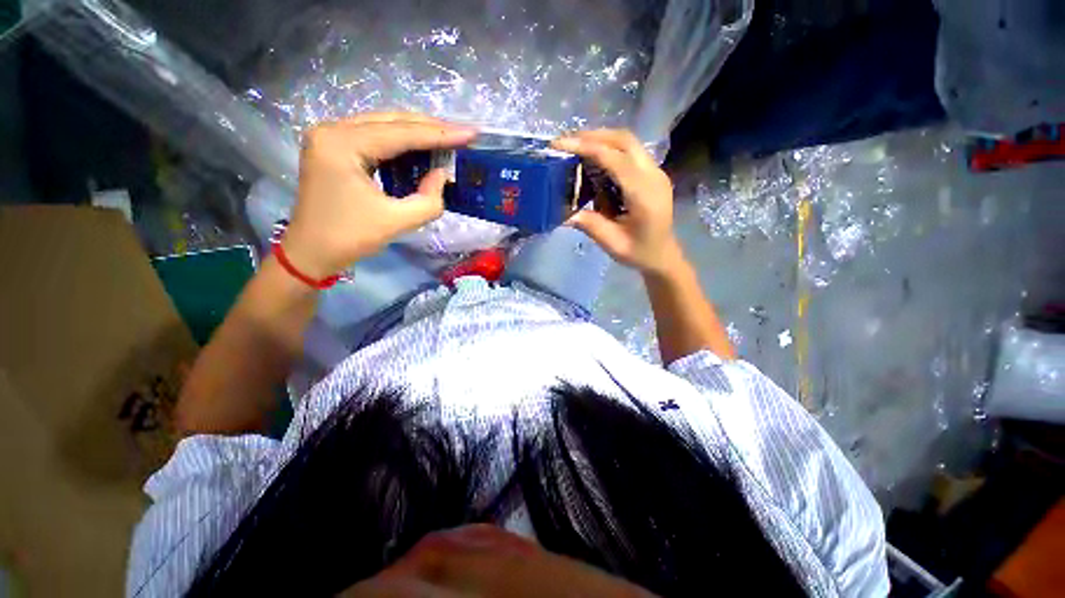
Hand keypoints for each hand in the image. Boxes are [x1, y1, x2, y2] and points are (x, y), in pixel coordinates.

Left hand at [282, 112, 476, 278]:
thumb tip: (442, 175)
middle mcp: (333, 130)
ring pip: (384, 125)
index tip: (470, 133)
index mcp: (342, 144)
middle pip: (391, 121)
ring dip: (417, 133)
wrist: (311, 252)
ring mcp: (331, 137)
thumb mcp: (396, 222)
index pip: (400, 134)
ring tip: (448, 139)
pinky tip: (421, 148)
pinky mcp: (336, 148)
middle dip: (430, 128)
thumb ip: (428, 200)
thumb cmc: (349, 238)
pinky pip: (375, 137)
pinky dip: (402, 143)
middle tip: (462, 134)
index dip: (439, 134)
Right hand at [552, 129, 681, 275]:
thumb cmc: (639, 252)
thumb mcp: (612, 243)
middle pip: (624, 140)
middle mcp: (653, 176)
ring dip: (601, 140)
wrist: (663, 255)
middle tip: (567, 141)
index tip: (561, 144)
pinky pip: (630, 153)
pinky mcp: (652, 174)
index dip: (587, 148)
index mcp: (644, 195)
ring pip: (628, 143)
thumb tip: (564, 213)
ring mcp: (656, 172)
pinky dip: (609, 150)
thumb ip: (590, 225)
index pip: (615, 160)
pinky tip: (594, 162)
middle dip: (593, 136)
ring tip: (576, 148)